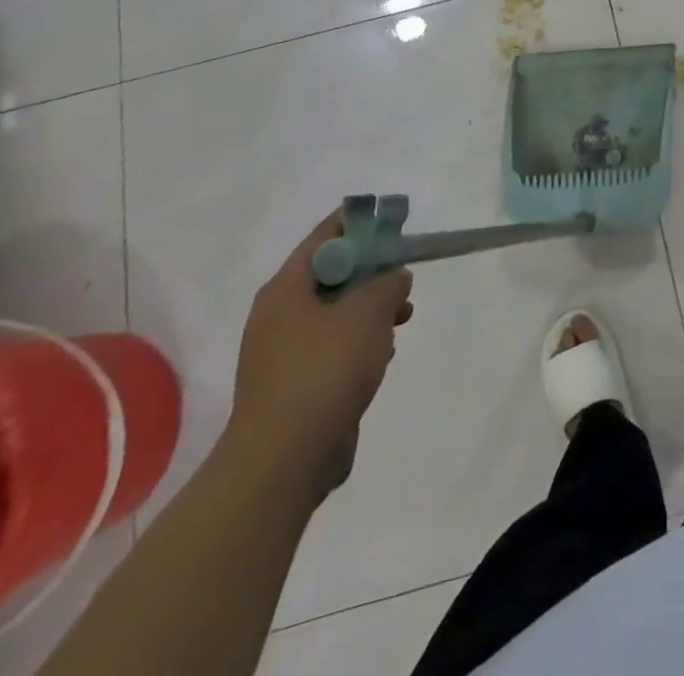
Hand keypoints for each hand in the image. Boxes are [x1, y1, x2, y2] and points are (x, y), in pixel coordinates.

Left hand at [226, 212, 414, 498]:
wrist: (284, 462)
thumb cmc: (324, 370)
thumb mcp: (368, 311)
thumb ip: (388, 282)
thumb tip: (393, 278)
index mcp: (286, 288)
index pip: (325, 236)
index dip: (362, 223)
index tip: (395, 222)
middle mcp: (279, 315)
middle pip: (333, 274)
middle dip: (373, 272)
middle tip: (404, 277)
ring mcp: (284, 353)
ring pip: (337, 313)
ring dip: (371, 310)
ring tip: (403, 318)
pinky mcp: (296, 386)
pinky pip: (333, 348)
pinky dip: (360, 343)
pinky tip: (383, 355)